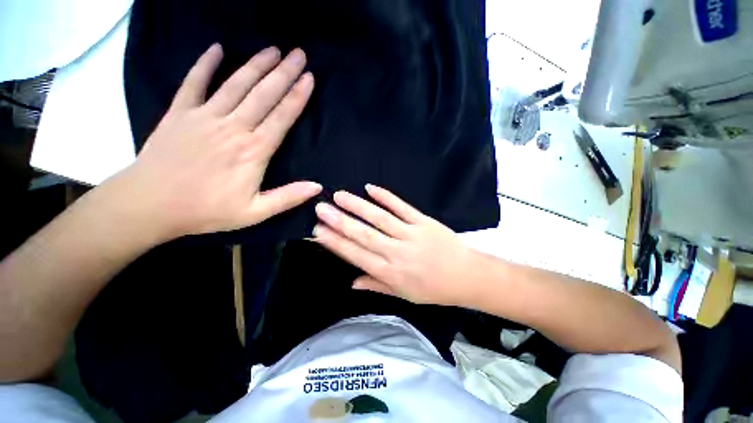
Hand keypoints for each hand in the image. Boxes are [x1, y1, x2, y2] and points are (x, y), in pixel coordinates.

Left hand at [112, 44, 320, 239]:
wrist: (150, 205)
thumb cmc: (206, 210)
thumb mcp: (255, 212)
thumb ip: (288, 197)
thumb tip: (318, 187)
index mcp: (253, 151)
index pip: (281, 117)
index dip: (297, 97)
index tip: (309, 78)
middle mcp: (233, 127)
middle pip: (264, 95)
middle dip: (284, 73)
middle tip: (299, 54)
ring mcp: (204, 116)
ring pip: (236, 84)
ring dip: (257, 65)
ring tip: (273, 49)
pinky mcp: (180, 113)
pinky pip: (194, 82)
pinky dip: (205, 64)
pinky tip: (218, 49)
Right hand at [313, 185, 477, 305]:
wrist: (466, 276)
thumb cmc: (433, 288)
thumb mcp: (403, 295)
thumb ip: (376, 285)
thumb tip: (351, 282)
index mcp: (390, 273)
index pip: (357, 255)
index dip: (336, 243)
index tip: (319, 231)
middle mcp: (397, 252)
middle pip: (364, 234)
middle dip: (340, 221)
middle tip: (321, 208)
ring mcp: (411, 234)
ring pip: (380, 218)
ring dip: (358, 206)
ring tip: (340, 196)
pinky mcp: (424, 221)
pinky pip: (402, 207)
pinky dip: (386, 197)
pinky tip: (371, 188)